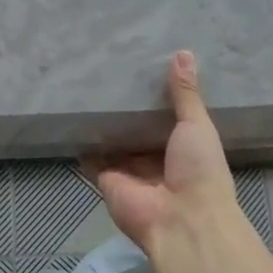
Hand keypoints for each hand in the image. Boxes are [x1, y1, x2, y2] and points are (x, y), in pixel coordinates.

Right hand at [87, 51, 242, 254]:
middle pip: (138, 130)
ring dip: (104, 124)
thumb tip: (184, 53)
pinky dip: (84, 143)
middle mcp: (156, 159)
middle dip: (127, 110)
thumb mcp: (197, 125)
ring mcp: (131, 171)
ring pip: (114, 142)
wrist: (181, 220)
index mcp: (184, 147)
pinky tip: (72, 117)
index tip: (143, 68)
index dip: (157, 97)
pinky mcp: (108, 180)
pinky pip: (93, 158)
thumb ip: (186, 94)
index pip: (167, 118)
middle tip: (110, 73)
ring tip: (87, 88)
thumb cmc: (200, 170)